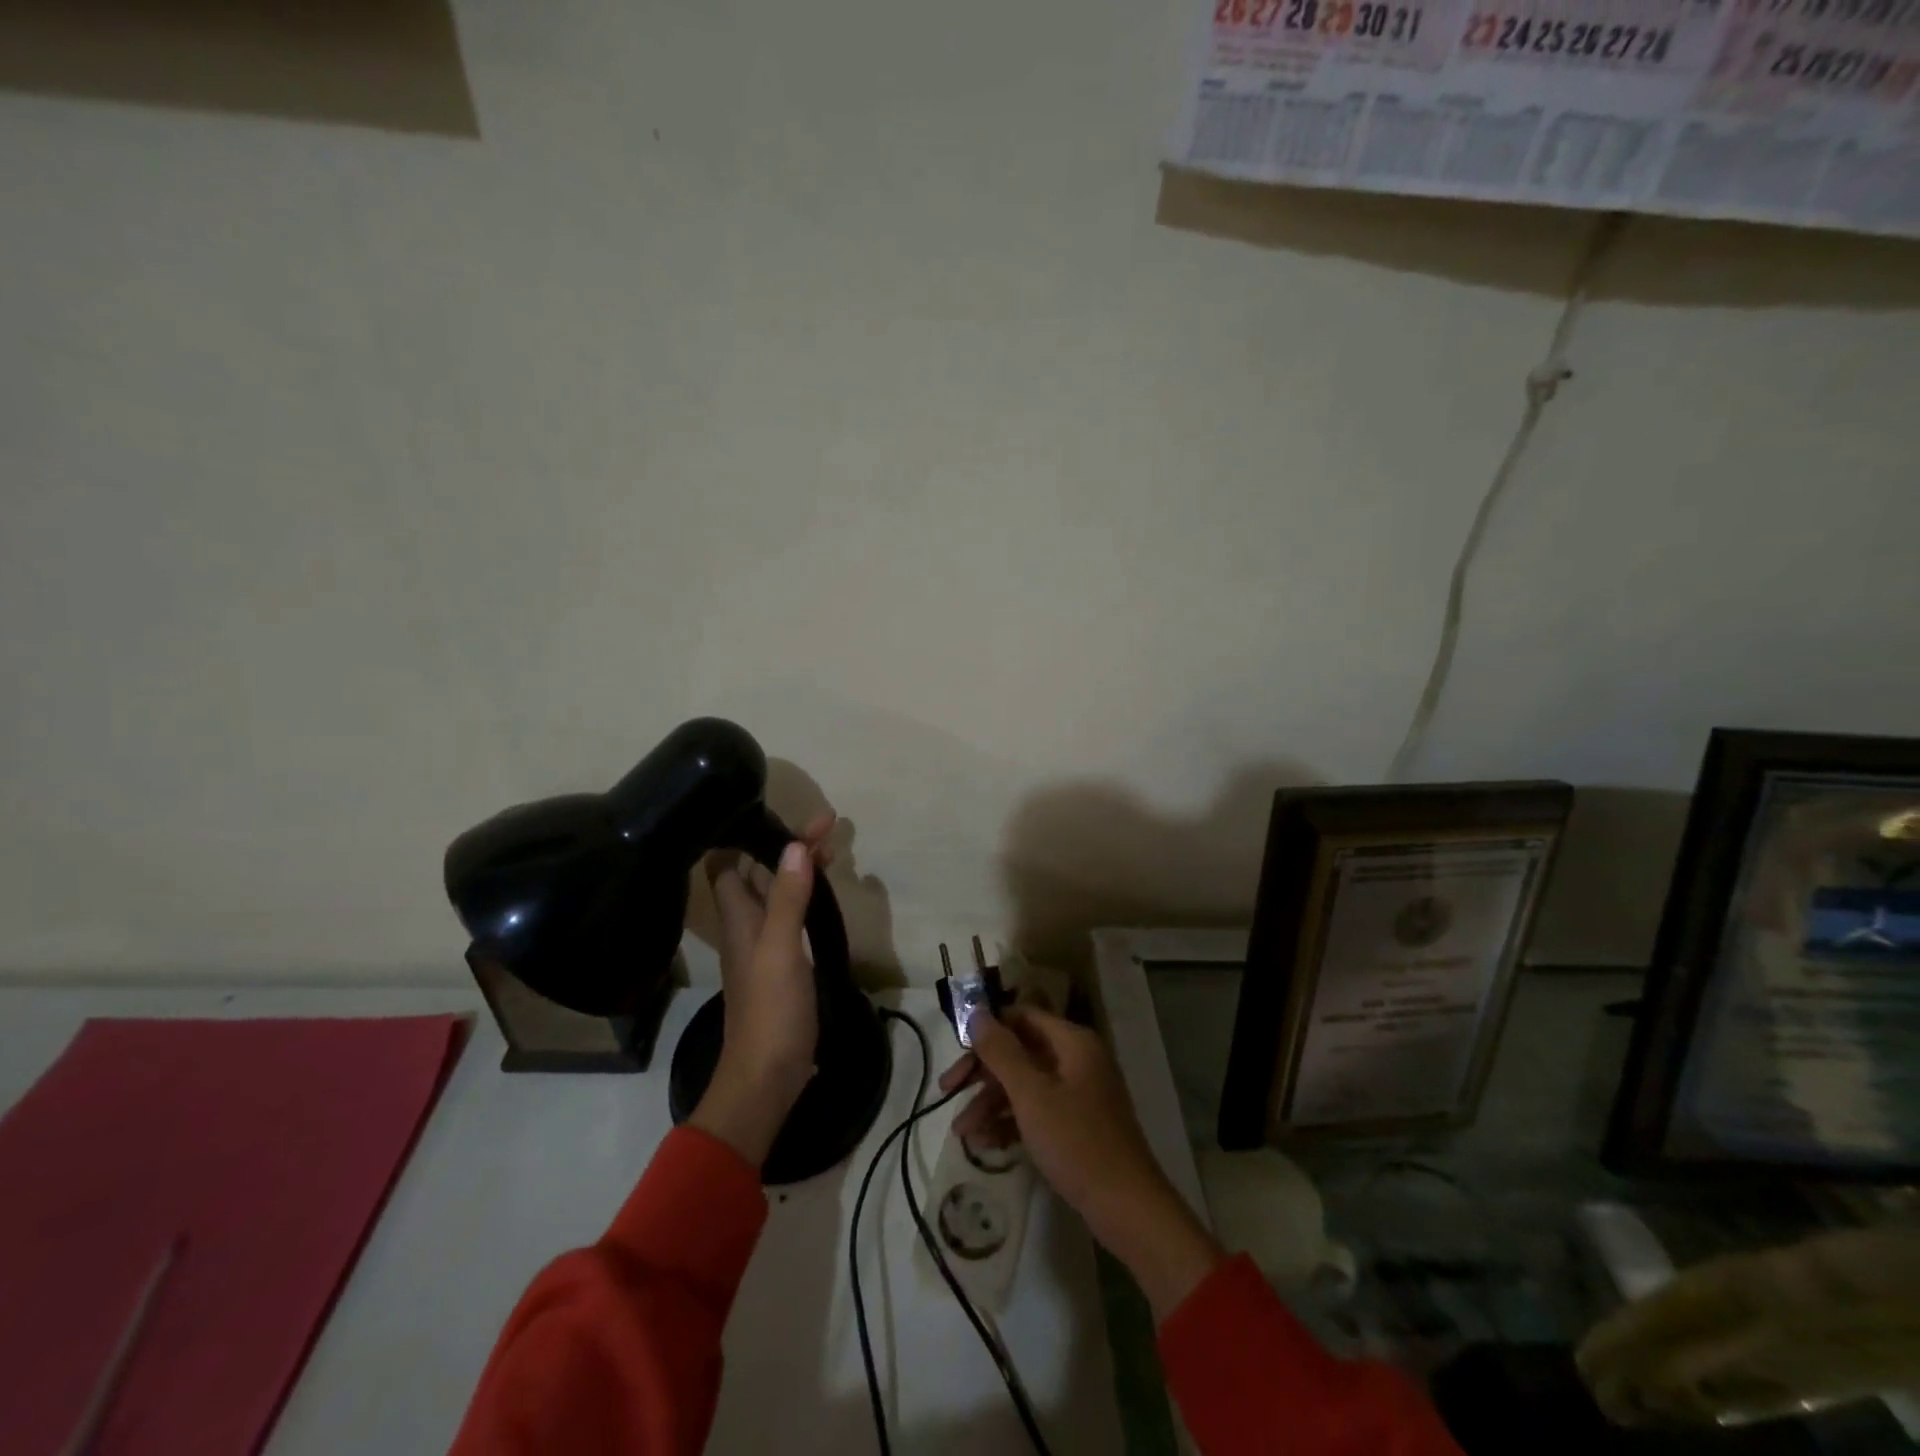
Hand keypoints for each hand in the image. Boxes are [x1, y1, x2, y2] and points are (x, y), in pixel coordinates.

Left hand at [688, 813, 834, 1167]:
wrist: (767, 1076)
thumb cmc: (770, 1011)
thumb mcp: (781, 951)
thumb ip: (788, 900)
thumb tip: (795, 846)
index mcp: (739, 917)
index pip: (726, 863)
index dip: (743, 835)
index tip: (775, 811)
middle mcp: (748, 924)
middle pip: (760, 872)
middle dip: (787, 845)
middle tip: (827, 825)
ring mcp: (766, 944)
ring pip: (780, 892)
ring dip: (800, 867)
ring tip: (834, 847)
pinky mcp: (784, 962)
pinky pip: (793, 914)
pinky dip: (808, 895)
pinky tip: (826, 893)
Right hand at [941, 1005, 1222, 1319]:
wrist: (1127, 1208)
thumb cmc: (1076, 1142)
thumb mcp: (1031, 1095)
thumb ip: (1001, 1051)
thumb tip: (977, 1012)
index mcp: (1072, 1042)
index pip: (1022, 1016)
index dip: (988, 1029)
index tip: (957, 1051)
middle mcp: (1076, 1059)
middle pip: (1020, 1051)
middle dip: (983, 1072)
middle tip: (948, 1091)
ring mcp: (1078, 1093)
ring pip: (1025, 1084)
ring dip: (991, 1102)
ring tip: (961, 1132)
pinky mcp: (1076, 1124)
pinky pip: (1036, 1110)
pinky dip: (1010, 1122)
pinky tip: (985, 1143)